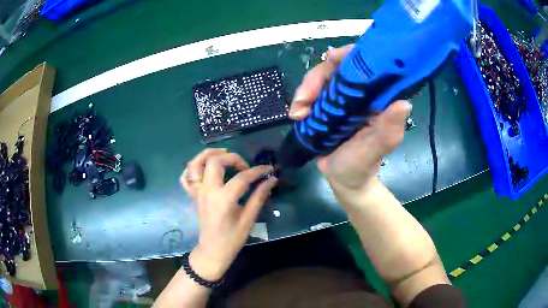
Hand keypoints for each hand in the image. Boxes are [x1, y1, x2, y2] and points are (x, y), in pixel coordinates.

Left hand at [180, 149, 277, 280]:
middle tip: (245, 167)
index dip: (258, 171)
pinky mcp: (193, 195)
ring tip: (223, 154)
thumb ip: (259, 197)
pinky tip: (205, 168)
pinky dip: (193, 168)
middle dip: (233, 158)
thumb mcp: (249, 219)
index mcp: (223, 199)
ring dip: (209, 154)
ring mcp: (198, 192)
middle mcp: (208, 191)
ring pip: (196, 163)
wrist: (213, 251)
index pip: (242, 177)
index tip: (269, 169)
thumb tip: (271, 180)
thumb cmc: (232, 238)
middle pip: (215, 161)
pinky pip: (186, 177)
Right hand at [289, 45, 410, 198]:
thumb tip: (404, 104)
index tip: (332, 59)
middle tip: (304, 98)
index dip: (349, 55)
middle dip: (317, 78)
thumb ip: (388, 130)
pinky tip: (296, 116)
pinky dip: (300, 101)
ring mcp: (341, 98)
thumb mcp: (375, 150)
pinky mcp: (326, 105)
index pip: (366, 64)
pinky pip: (311, 93)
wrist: (343, 180)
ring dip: (305, 91)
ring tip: (298, 114)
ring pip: (320, 78)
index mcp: (377, 98)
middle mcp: (360, 93)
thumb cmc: (362, 166)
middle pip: (336, 67)